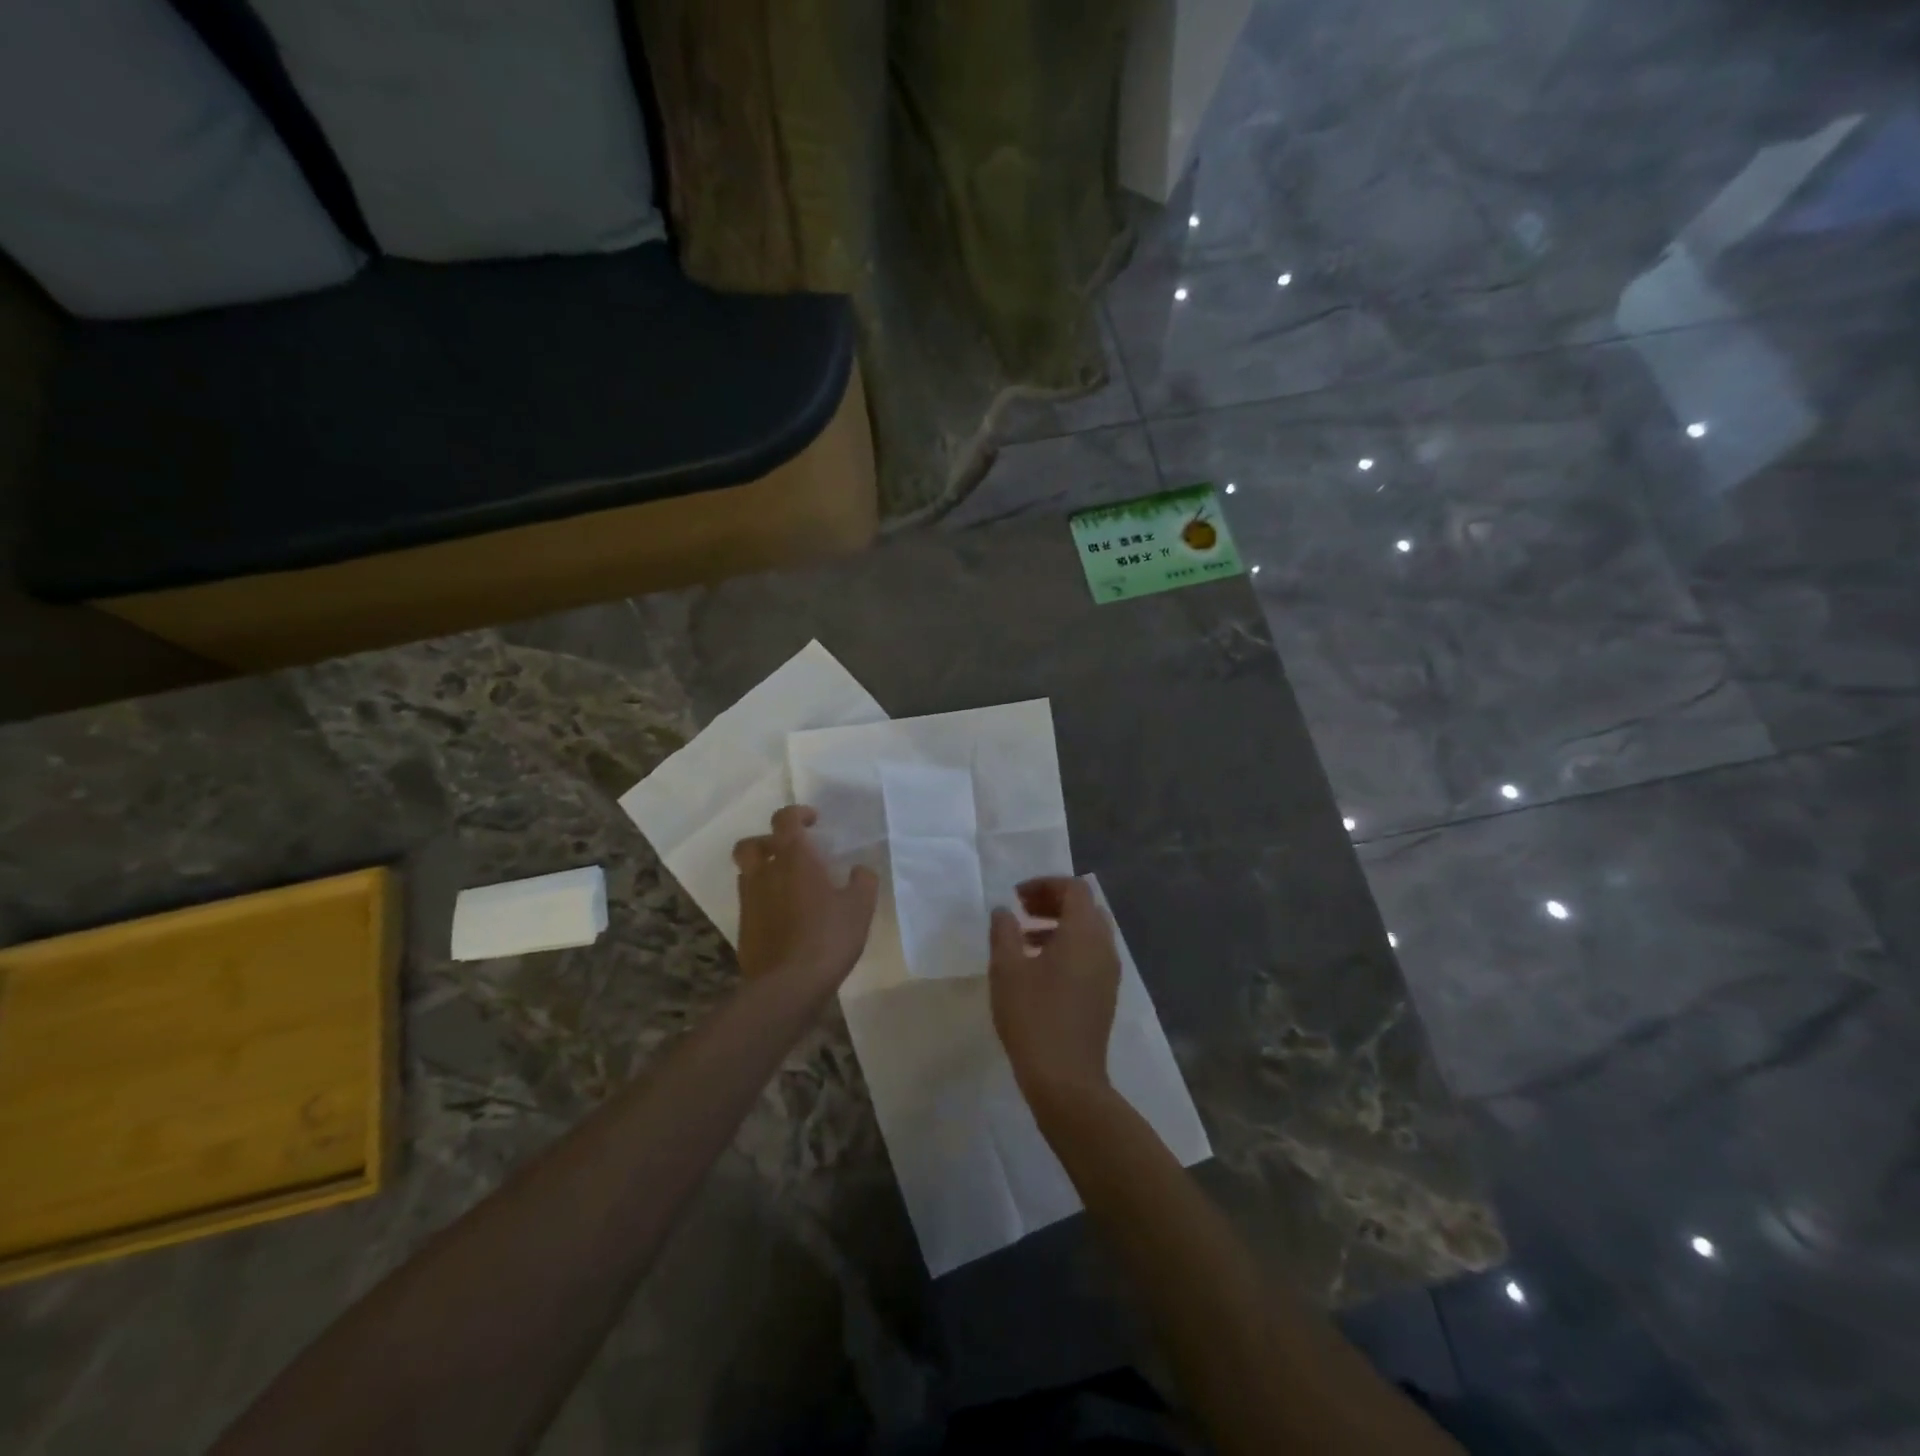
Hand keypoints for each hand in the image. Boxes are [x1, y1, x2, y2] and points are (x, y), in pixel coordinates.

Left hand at [733, 805, 878, 994]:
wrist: (787, 986)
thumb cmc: (827, 937)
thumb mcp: (860, 907)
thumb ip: (863, 881)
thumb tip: (859, 870)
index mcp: (793, 859)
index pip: (784, 820)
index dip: (797, 814)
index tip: (813, 822)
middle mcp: (764, 874)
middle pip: (751, 844)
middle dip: (768, 842)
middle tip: (791, 852)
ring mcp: (749, 902)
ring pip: (748, 874)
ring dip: (765, 872)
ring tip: (791, 886)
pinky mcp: (744, 929)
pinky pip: (752, 903)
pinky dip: (766, 901)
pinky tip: (788, 918)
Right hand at [989, 877, 1119, 1113]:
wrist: (1066, 1079)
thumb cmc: (1033, 1017)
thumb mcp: (1007, 970)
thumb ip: (1004, 932)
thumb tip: (1005, 911)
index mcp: (1084, 933)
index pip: (1074, 889)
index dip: (1045, 885)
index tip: (1017, 896)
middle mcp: (1104, 947)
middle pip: (1085, 907)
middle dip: (1053, 902)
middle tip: (1021, 910)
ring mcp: (1108, 973)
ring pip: (1088, 933)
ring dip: (1058, 925)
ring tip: (1023, 939)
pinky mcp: (1105, 994)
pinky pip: (1090, 955)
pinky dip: (1067, 947)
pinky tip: (1038, 968)